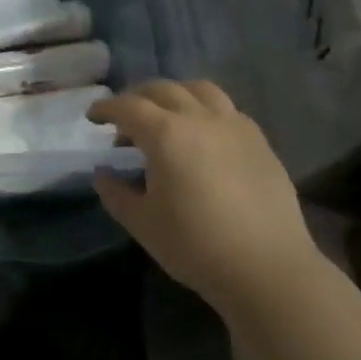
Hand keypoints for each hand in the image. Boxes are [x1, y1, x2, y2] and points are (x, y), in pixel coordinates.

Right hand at [90, 81, 315, 314]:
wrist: (267, 268)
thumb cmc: (195, 246)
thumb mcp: (142, 223)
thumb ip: (116, 193)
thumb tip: (104, 173)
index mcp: (166, 134)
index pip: (128, 107)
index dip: (106, 108)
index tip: (93, 117)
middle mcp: (200, 118)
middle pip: (163, 90)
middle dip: (137, 98)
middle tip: (125, 119)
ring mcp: (235, 126)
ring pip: (200, 90)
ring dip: (175, 95)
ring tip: (167, 116)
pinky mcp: (260, 141)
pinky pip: (227, 110)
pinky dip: (206, 110)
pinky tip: (204, 136)